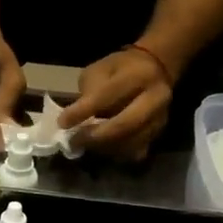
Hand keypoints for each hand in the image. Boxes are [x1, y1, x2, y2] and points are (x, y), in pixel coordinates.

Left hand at [57, 48, 173, 161]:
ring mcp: (160, 118)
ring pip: (129, 142)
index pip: (107, 97)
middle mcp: (155, 98)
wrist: (155, 70)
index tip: (62, 123)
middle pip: (123, 125)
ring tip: (85, 143)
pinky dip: (115, 152)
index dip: (82, 112)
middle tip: (73, 141)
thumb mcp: (99, 70)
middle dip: (94, 136)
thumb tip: (73, 120)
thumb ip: (89, 92)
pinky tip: (103, 146)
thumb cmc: (120, 70)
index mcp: (139, 75)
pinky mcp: (159, 133)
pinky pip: (136, 151)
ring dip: (103, 147)